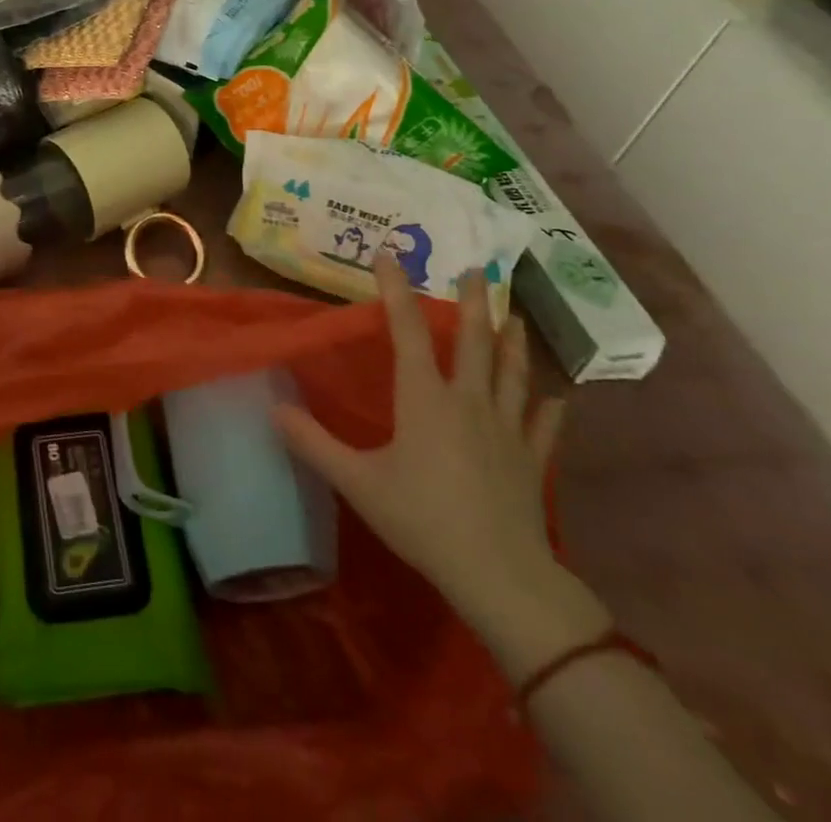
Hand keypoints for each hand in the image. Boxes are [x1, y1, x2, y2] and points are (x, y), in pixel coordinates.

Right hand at [272, 249, 565, 621]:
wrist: (500, 576)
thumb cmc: (423, 519)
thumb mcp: (356, 481)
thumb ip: (314, 443)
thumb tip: (273, 409)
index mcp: (425, 398)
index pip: (408, 330)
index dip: (396, 290)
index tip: (388, 255)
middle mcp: (468, 402)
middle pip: (474, 342)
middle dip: (474, 303)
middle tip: (477, 271)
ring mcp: (506, 430)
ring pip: (512, 375)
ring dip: (513, 343)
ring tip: (515, 318)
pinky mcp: (531, 461)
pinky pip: (542, 427)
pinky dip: (549, 409)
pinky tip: (557, 399)